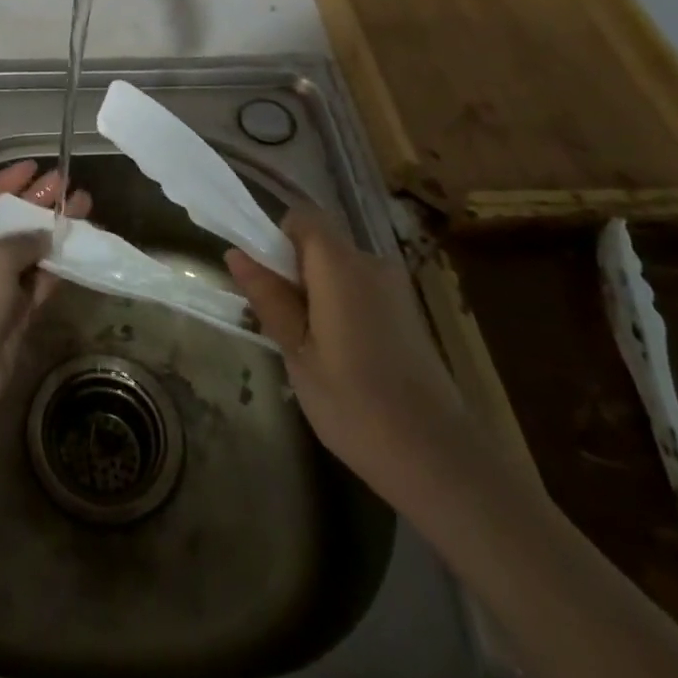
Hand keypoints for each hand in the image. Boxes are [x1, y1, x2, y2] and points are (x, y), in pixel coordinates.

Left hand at [0, 160, 90, 429]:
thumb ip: (22, 239)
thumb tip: (46, 234)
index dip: (8, 182)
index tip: (36, 166)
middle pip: (7, 223)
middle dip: (37, 204)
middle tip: (69, 184)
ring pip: (27, 252)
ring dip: (53, 232)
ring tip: (85, 206)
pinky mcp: (13, 313)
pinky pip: (37, 281)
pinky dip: (57, 265)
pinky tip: (80, 244)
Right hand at [225, 205, 467, 493]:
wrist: (440, 460)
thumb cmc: (355, 405)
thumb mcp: (298, 353)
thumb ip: (269, 298)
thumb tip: (236, 254)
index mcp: (342, 267)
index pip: (303, 217)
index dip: (276, 237)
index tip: (265, 280)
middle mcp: (372, 264)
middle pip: (321, 243)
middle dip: (293, 271)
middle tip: (279, 323)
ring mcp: (395, 289)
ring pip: (339, 270)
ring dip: (316, 292)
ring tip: (308, 348)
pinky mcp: (407, 314)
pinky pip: (360, 290)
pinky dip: (340, 308)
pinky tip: (341, 358)